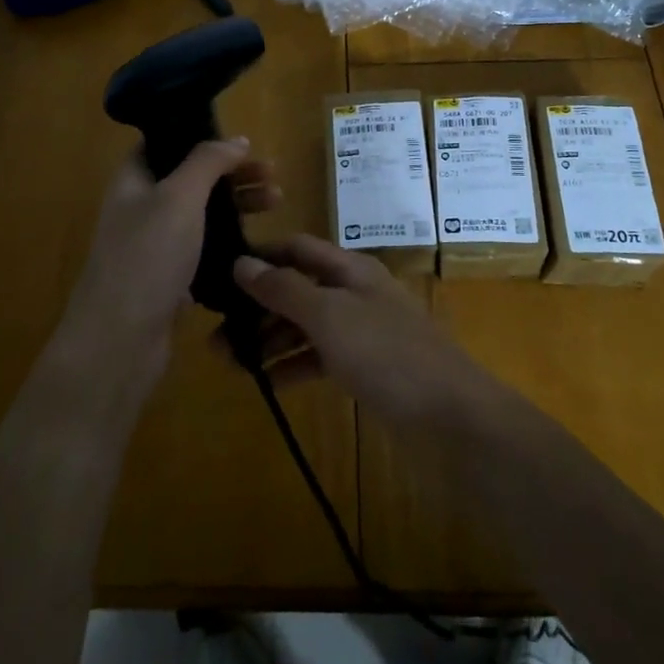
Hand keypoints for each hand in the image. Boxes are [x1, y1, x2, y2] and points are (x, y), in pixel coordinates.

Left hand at [62, 140, 278, 386]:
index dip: (201, 137)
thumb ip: (207, 162)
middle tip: (272, 175)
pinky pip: (206, 249)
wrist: (121, 341)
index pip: (165, 144)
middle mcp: (142, 209)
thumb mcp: (179, 197)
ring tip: (276, 204)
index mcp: (134, 181)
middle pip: (191, 179)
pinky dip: (231, 242)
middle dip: (233, 174)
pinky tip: (257, 243)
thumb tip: (236, 140)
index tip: (241, 143)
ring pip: (203, 215)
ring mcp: (156, 246)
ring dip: (238, 205)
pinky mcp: (171, 279)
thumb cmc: (147, 257)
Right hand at [231, 235, 494, 428]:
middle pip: (298, 288)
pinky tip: (265, 382)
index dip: (260, 256)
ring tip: (228, 362)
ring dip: (269, 339)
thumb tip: (241, 263)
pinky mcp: (365, 366)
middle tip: (214, 334)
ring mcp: (361, 330)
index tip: (217, 275)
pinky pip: (319, 356)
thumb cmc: (387, 354)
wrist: (450, 415)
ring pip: (305, 325)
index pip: (297, 248)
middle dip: (257, 306)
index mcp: (349, 269)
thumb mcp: (330, 316)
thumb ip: (285, 289)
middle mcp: (354, 292)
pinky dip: (292, 365)